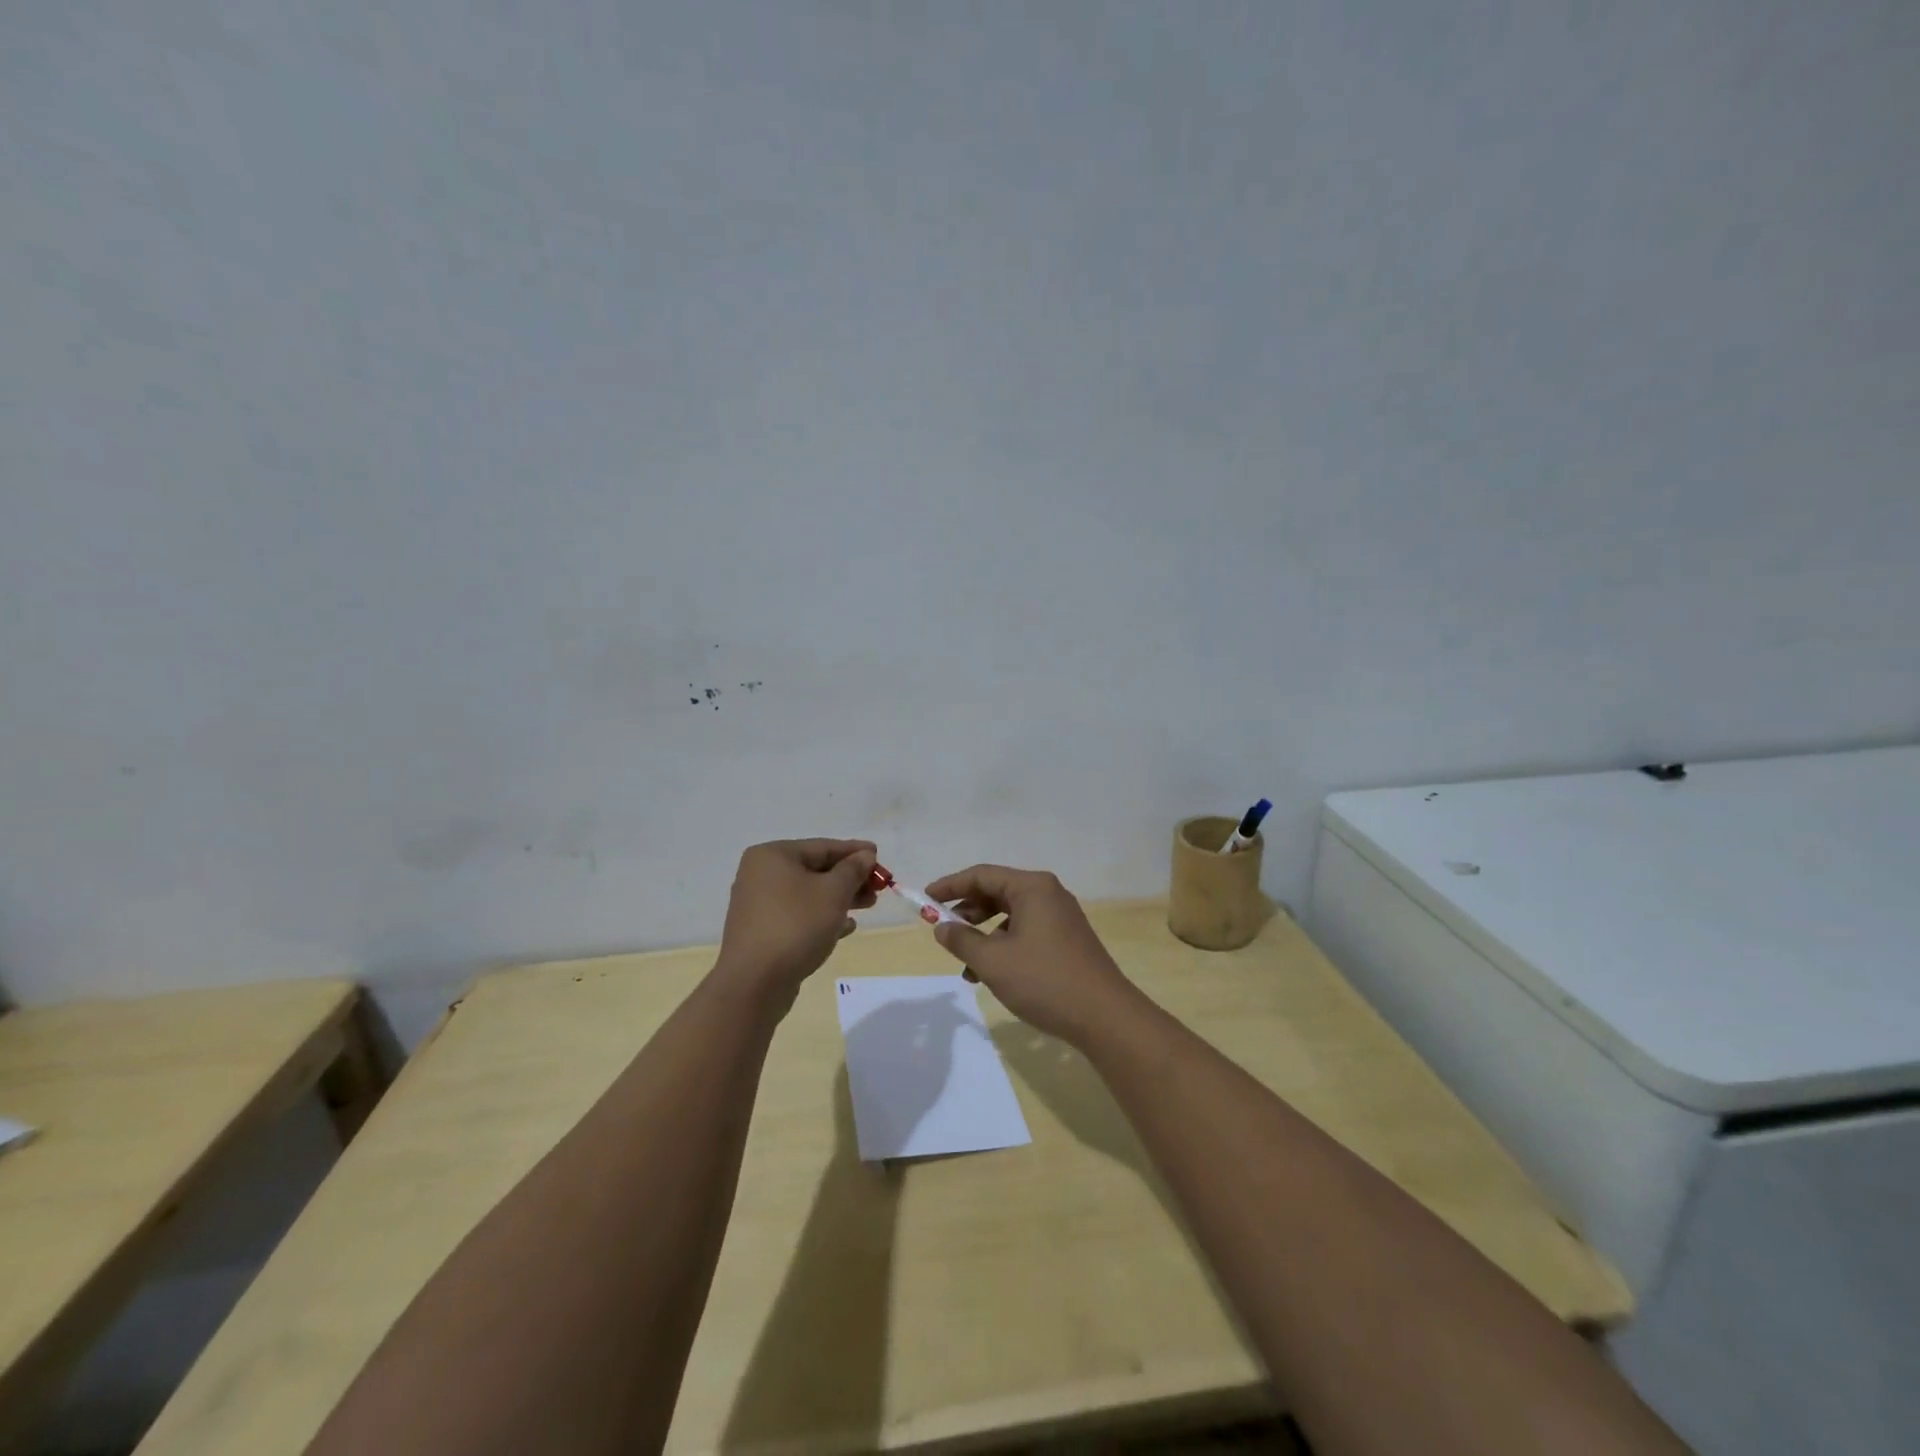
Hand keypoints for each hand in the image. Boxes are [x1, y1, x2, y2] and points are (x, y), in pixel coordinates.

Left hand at [717, 839, 878, 1002]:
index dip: (854, 851)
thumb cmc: (796, 925)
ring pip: (808, 894)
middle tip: (877, 887)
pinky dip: (822, 916)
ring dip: (839, 898)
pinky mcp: (762, 931)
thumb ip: (853, 870)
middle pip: (815, 869)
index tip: (879, 855)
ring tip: (868, 906)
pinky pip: (798, 915)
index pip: (822, 847)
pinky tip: (846, 927)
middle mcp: (760, 875)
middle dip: (849, 878)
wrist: (754, 983)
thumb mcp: (833, 893)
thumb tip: (865, 855)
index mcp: (773, 856)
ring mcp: (759, 905)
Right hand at [923, 864, 1139, 1045]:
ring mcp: (1060, 917)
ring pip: (1010, 916)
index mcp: (1032, 887)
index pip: (981, 875)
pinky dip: (1003, 947)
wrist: (1104, 1017)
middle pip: (996, 892)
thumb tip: (942, 927)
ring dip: (983, 936)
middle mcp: (1048, 894)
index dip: (950, 886)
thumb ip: (962, 940)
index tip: (925, 900)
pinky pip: (1025, 932)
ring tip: (966, 965)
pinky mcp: (1066, 940)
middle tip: (942, 931)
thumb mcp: (993, 961)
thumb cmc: (1044, 980)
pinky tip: (991, 976)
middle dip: (966, 912)